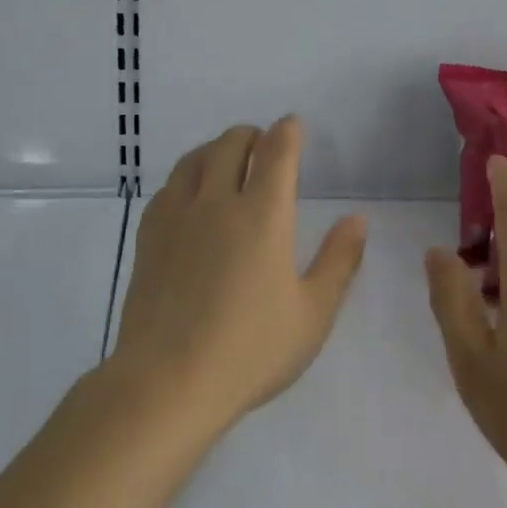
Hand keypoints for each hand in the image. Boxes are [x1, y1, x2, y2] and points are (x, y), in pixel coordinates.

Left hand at [110, 117, 367, 438]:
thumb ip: (339, 261)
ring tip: (227, 161)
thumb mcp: (312, 313)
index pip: (276, 152)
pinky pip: (168, 186)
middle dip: (252, 135)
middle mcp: (218, 201)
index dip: (288, 132)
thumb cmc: (250, 350)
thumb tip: (357, 219)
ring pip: (195, 158)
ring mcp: (177, 216)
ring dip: (216, 149)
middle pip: (232, 143)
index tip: (293, 126)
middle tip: (263, 146)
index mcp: (263, 214)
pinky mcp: (149, 236)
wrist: (168, 381)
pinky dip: (187, 176)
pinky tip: (190, 195)